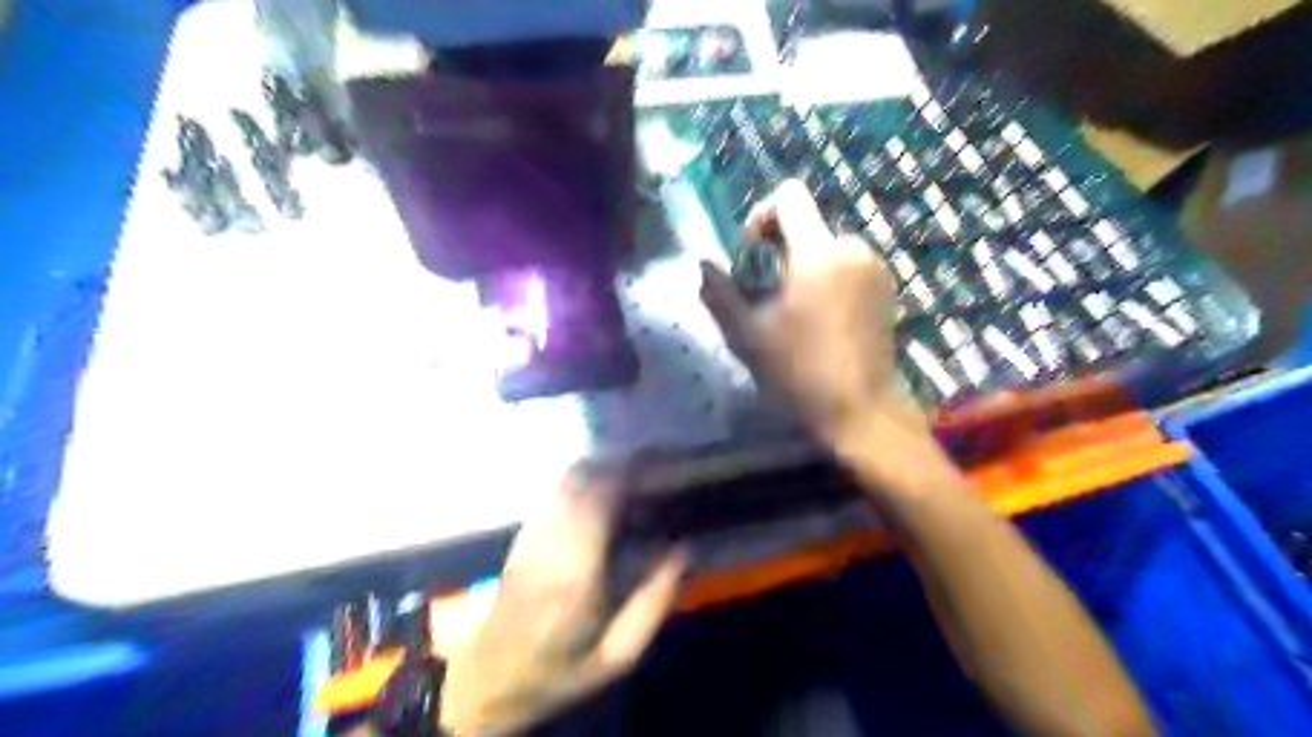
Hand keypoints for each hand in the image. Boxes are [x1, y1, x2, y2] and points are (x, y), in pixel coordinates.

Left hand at [441, 468, 686, 733]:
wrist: (492, 677)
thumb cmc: (560, 669)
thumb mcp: (618, 654)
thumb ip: (654, 603)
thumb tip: (684, 551)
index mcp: (576, 571)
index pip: (601, 499)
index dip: (632, 474)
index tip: (663, 468)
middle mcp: (550, 541)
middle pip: (583, 478)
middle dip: (621, 464)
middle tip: (655, 466)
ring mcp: (532, 533)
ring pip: (567, 479)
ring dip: (603, 467)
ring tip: (634, 473)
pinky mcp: (523, 533)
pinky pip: (555, 490)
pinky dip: (584, 479)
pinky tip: (604, 489)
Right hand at [696, 175, 918, 447]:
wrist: (861, 410)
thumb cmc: (800, 372)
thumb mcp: (748, 335)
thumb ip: (721, 294)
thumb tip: (703, 265)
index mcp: (818, 252)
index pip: (788, 197)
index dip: (761, 215)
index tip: (751, 255)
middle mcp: (852, 248)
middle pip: (806, 225)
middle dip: (779, 251)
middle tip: (765, 295)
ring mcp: (875, 268)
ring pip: (826, 248)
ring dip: (802, 268)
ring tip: (791, 313)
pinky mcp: (887, 288)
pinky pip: (847, 266)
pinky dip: (826, 280)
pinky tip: (819, 321)